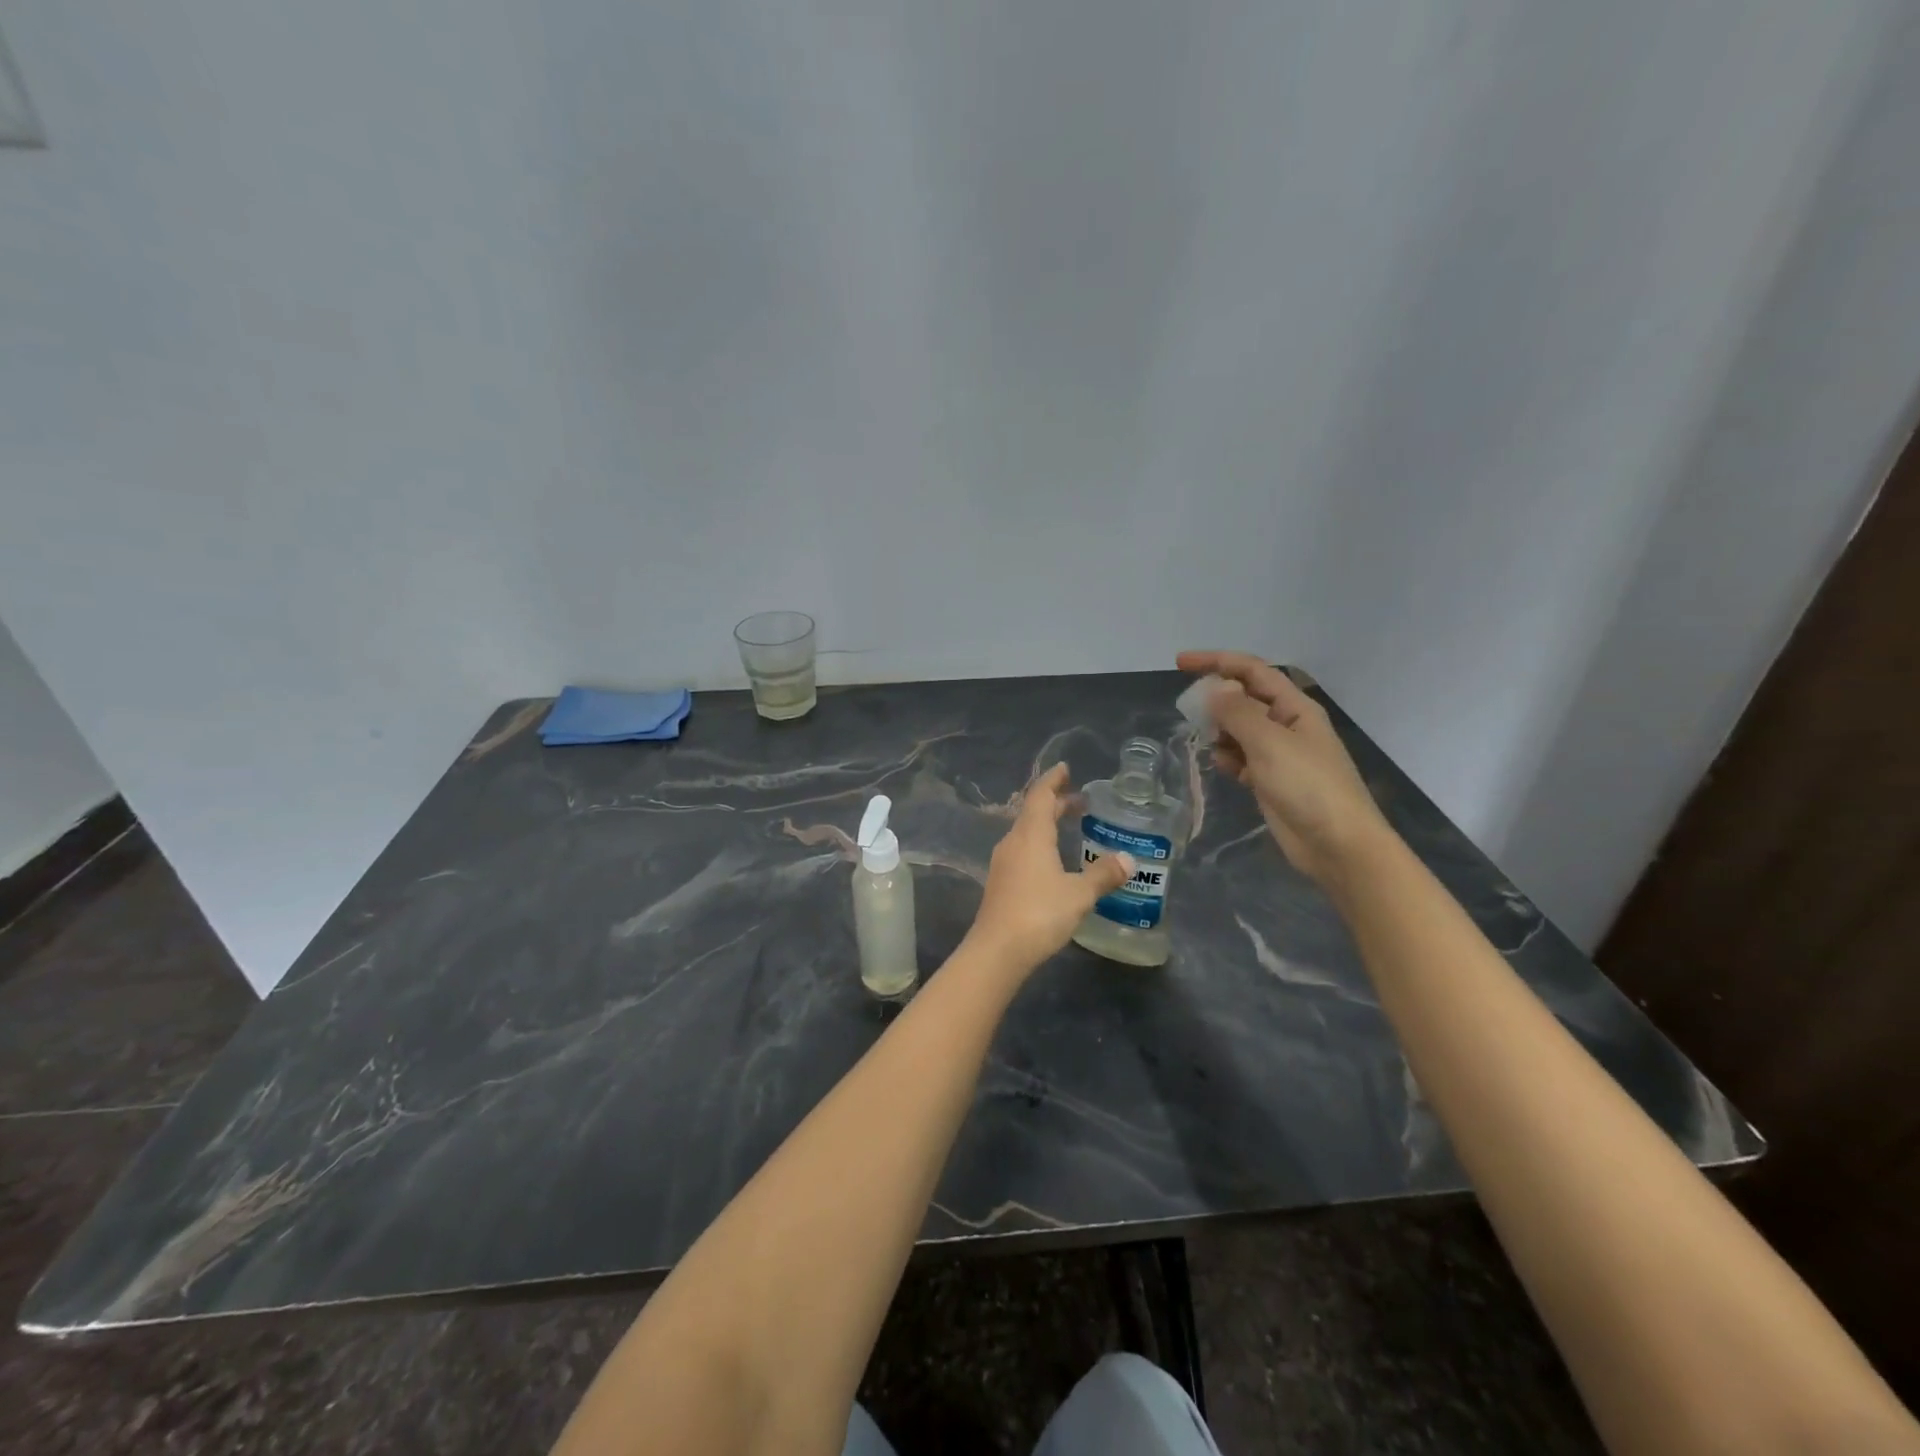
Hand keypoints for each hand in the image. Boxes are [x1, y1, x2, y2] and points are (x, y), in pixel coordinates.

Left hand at [966, 764, 1134, 971]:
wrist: (997, 950)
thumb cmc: (1039, 913)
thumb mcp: (1078, 893)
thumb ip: (1102, 874)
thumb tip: (1128, 859)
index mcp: (1030, 835)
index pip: (1040, 796)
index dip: (1053, 780)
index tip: (1065, 769)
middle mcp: (1013, 842)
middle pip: (1033, 813)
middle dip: (1056, 803)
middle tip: (1080, 801)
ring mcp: (1004, 863)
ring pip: (1026, 833)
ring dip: (1047, 825)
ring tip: (1069, 827)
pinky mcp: (1001, 883)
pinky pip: (1022, 852)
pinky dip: (1040, 845)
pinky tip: (1054, 862)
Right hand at [1177, 651, 1391, 886]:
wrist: (1338, 845)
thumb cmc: (1308, 786)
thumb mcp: (1269, 742)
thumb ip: (1237, 712)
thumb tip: (1214, 689)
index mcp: (1294, 707)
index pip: (1252, 671)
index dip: (1216, 661)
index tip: (1179, 663)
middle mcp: (1287, 725)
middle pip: (1244, 698)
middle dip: (1216, 699)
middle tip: (1188, 710)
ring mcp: (1279, 754)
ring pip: (1240, 730)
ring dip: (1219, 730)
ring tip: (1203, 739)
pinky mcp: (1271, 781)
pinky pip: (1242, 758)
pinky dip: (1228, 757)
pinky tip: (1221, 766)